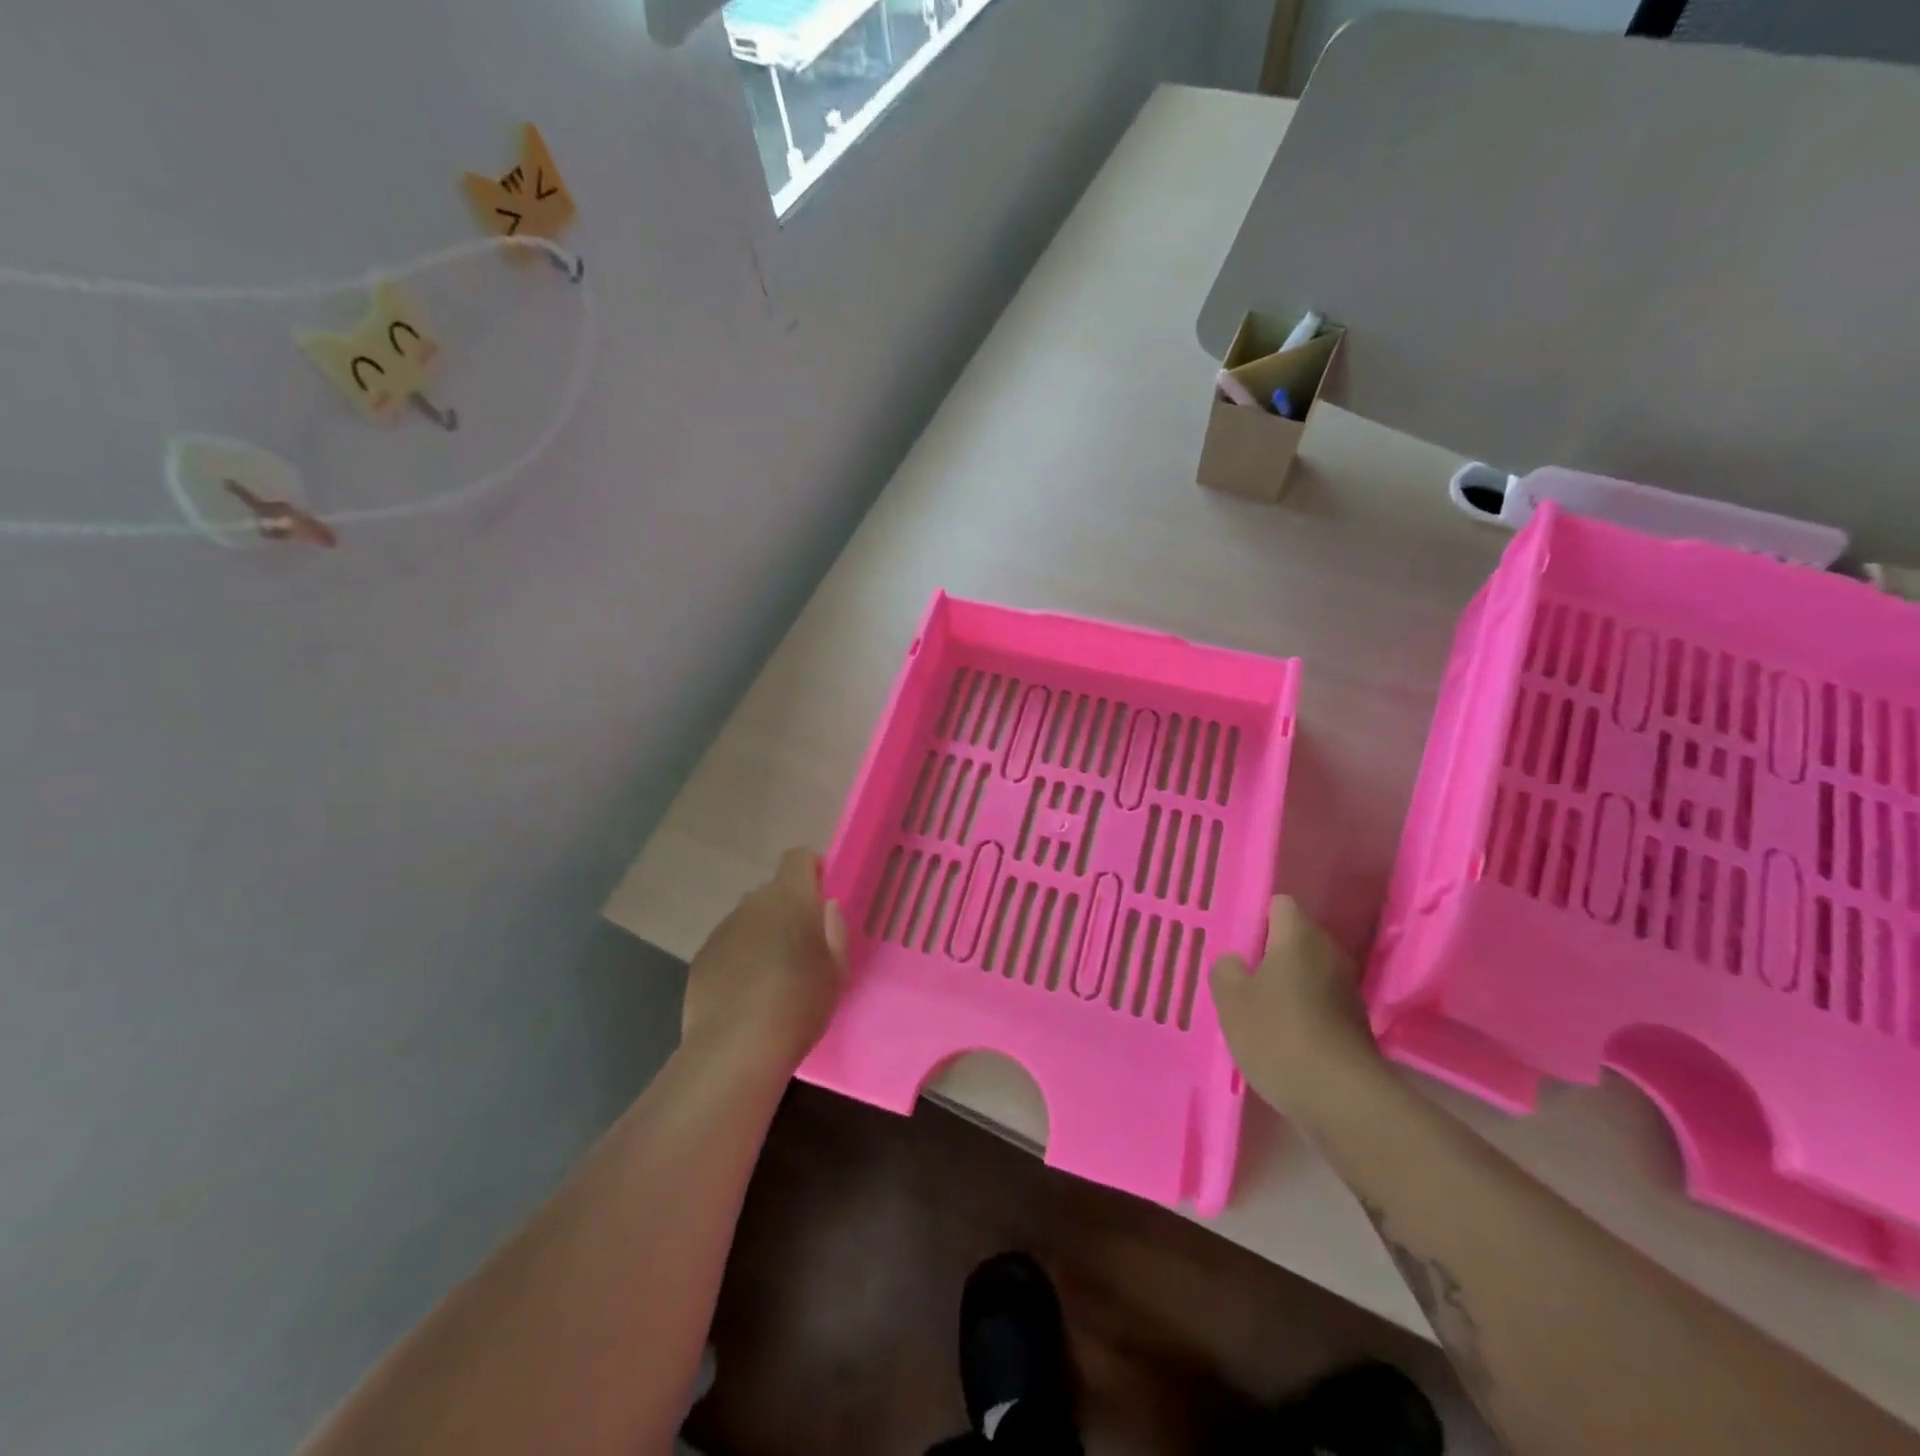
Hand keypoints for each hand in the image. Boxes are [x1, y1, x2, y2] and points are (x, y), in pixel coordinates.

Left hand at [681, 848, 848, 1073]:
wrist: (735, 1048)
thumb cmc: (799, 1004)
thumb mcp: (837, 970)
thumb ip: (834, 930)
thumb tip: (826, 906)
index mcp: (790, 898)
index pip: (797, 857)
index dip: (811, 869)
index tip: (821, 896)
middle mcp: (753, 903)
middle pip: (772, 891)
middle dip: (788, 909)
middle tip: (802, 946)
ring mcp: (723, 929)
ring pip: (749, 919)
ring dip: (762, 933)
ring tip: (772, 975)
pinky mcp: (702, 956)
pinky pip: (729, 944)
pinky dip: (739, 957)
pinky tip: (746, 993)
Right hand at [1209, 896, 1385, 1124]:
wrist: (1342, 1100)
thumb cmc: (1279, 1035)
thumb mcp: (1232, 1000)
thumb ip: (1226, 970)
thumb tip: (1235, 962)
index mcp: (1299, 937)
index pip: (1280, 904)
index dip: (1256, 916)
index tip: (1236, 940)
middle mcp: (1329, 954)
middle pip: (1295, 939)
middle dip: (1268, 953)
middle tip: (1240, 975)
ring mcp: (1347, 990)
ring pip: (1308, 973)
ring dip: (1286, 985)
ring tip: (1257, 1008)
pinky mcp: (1355, 1025)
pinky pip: (1320, 1003)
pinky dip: (1302, 1012)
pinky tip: (1281, 1037)